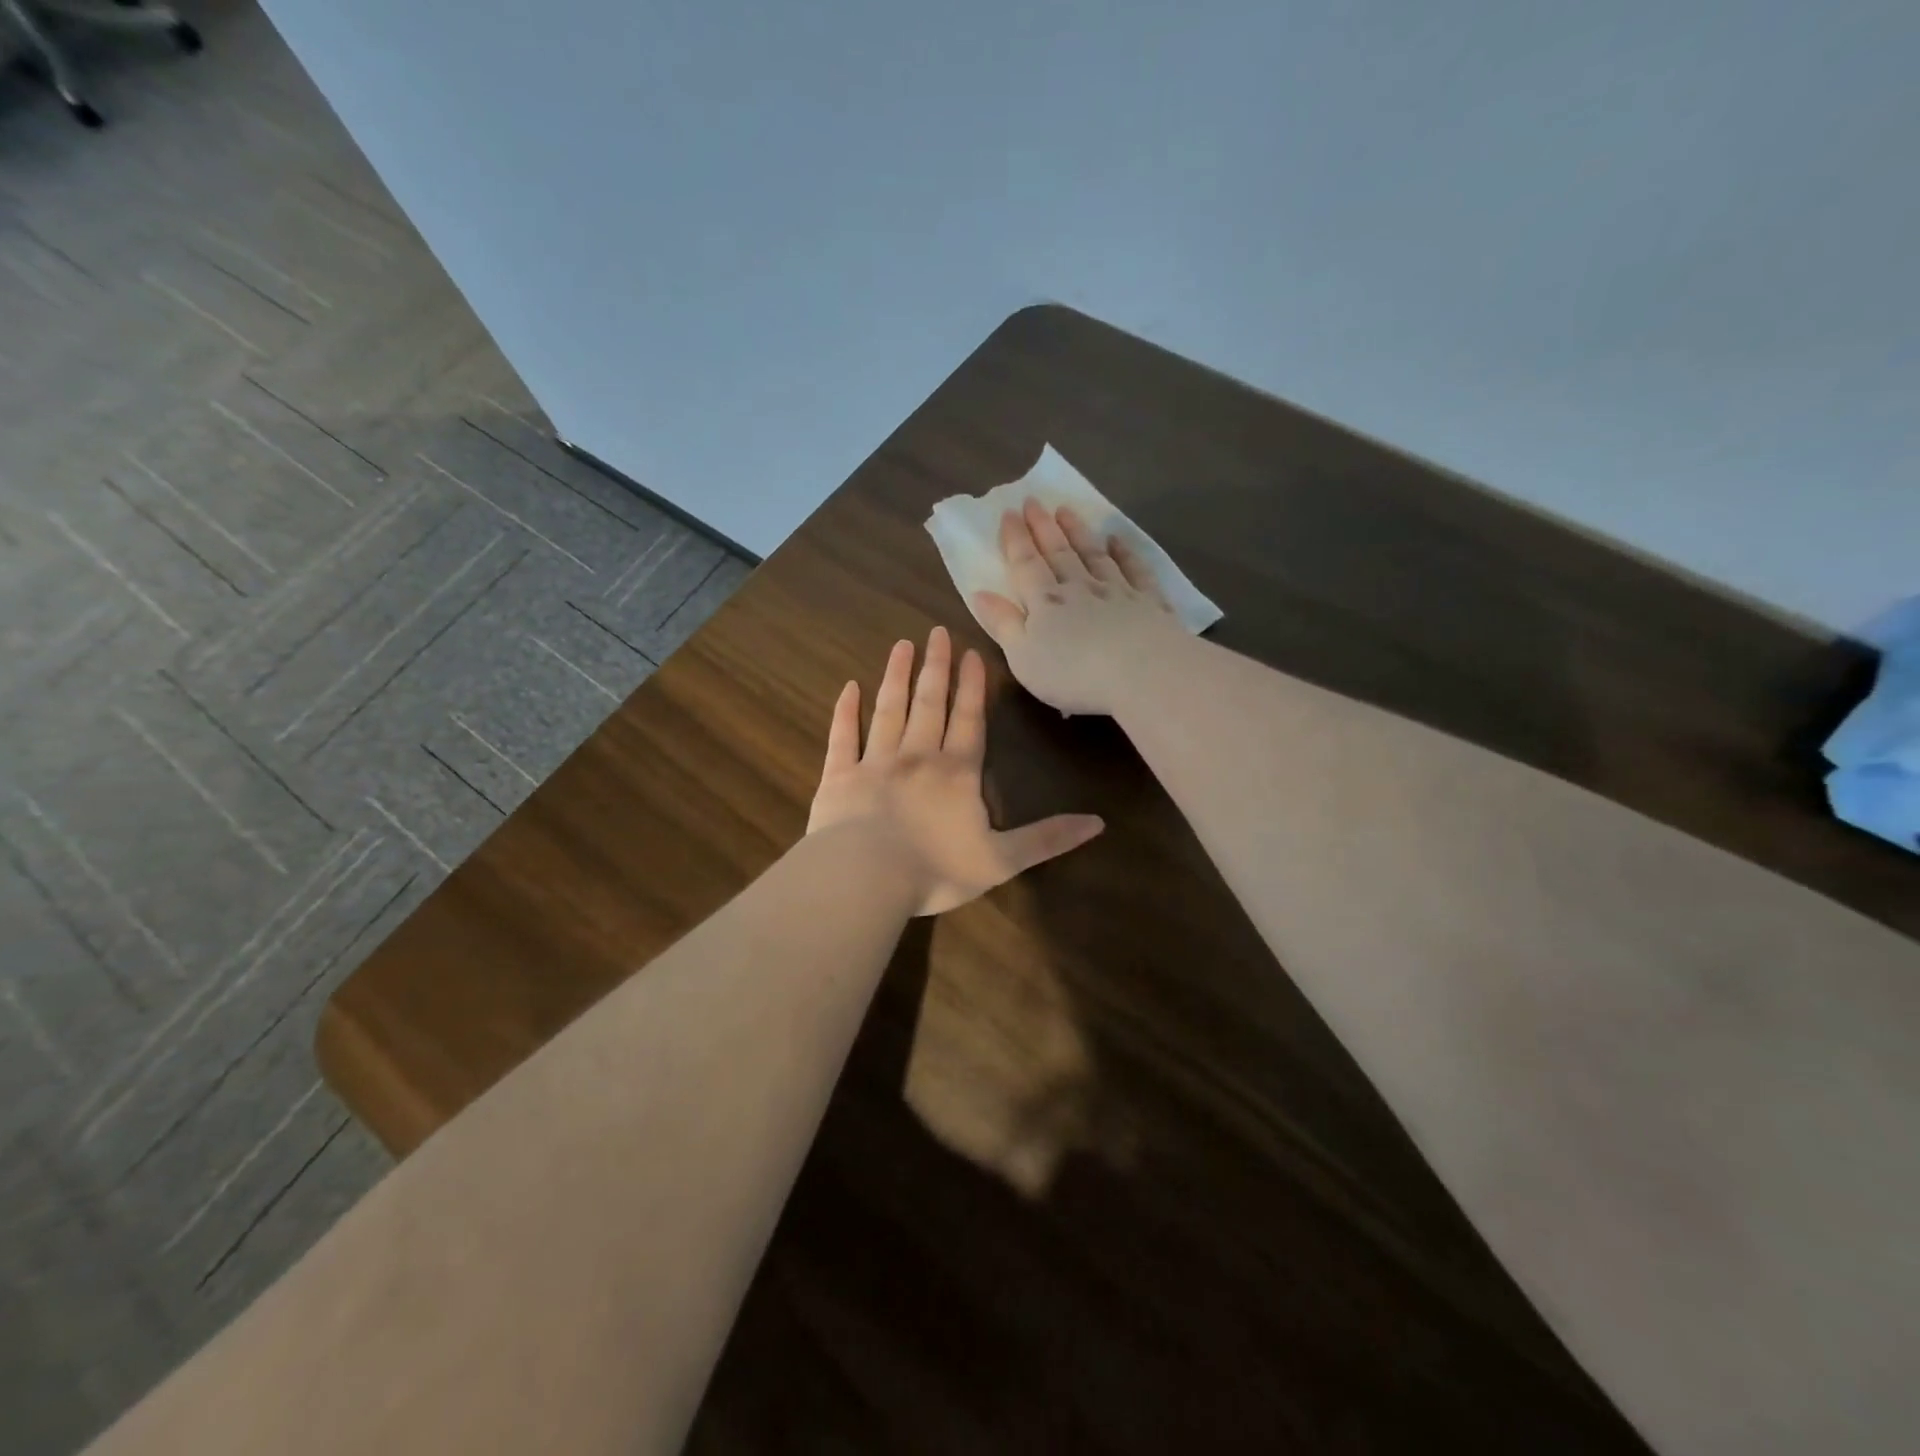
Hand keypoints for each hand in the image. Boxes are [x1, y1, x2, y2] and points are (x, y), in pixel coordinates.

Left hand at [807, 626, 1104, 915]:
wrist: (865, 877)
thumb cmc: (936, 869)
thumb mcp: (1002, 860)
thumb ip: (1047, 839)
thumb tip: (1098, 823)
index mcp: (957, 773)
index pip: (969, 720)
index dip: (973, 687)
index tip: (971, 652)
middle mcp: (917, 757)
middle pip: (930, 703)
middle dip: (936, 667)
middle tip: (936, 632)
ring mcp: (875, 762)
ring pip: (889, 709)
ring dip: (897, 677)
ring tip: (902, 646)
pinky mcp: (839, 777)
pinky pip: (843, 736)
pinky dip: (845, 711)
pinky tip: (848, 687)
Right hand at [973, 499, 1185, 715]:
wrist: (1142, 673)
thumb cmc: (1073, 674)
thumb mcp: (1023, 657)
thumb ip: (1003, 624)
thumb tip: (980, 593)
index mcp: (1045, 603)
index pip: (1026, 564)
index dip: (1015, 539)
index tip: (1009, 513)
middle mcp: (1079, 588)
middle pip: (1058, 552)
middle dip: (1043, 527)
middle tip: (1034, 501)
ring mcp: (1117, 591)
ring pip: (1093, 555)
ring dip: (1078, 532)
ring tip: (1066, 510)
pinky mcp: (1149, 602)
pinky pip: (1135, 569)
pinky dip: (1125, 552)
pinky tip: (1117, 540)